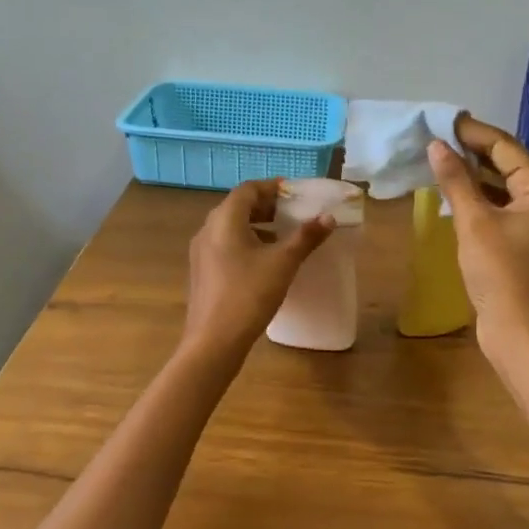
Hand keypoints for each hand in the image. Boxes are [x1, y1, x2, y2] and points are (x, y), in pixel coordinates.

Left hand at [182, 180, 333, 357]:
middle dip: (265, 207)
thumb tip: (328, 217)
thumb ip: (306, 237)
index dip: (272, 187)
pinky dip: (245, 243)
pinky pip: (224, 246)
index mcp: (225, 220)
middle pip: (237, 207)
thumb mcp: (283, 263)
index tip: (294, 193)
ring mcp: (200, 252)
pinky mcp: (202, 272)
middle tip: (291, 213)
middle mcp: (207, 230)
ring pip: (229, 227)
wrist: (214, 341)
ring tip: (281, 237)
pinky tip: (263, 262)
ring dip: (255, 226)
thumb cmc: (249, 294)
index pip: (248, 190)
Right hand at [427, 115, 528, 348]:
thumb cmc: (499, 272)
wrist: (517, 329)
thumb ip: (455, 180)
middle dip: (471, 149)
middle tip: (436, 135)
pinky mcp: (522, 236)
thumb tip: (436, 145)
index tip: (442, 120)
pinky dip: (477, 194)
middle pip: (506, 162)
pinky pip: (499, 203)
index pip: (505, 147)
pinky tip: (451, 189)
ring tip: (438, 156)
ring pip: (501, 183)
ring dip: (472, 171)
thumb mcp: (473, 222)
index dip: (472, 132)